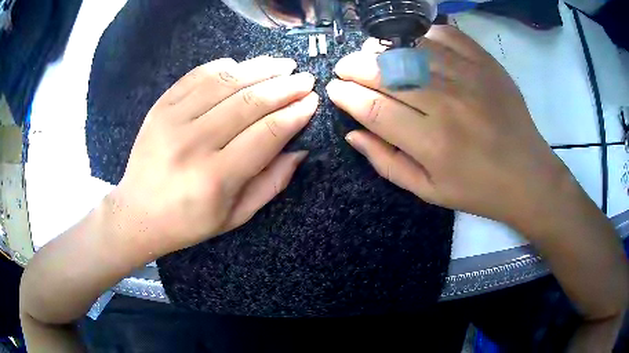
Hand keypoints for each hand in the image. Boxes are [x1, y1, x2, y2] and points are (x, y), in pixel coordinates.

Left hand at [109, 56, 317, 253]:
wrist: (138, 213)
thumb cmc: (189, 221)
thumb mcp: (236, 216)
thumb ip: (272, 182)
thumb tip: (300, 148)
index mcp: (216, 178)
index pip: (267, 133)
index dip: (295, 114)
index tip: (313, 101)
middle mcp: (193, 143)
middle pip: (250, 102)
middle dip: (285, 87)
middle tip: (305, 79)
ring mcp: (172, 120)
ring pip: (225, 82)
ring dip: (260, 69)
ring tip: (282, 65)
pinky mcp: (160, 107)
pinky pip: (197, 76)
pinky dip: (223, 67)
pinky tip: (242, 66)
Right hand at [327, 26, 571, 227]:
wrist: (527, 175)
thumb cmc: (478, 190)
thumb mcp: (428, 191)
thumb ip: (386, 163)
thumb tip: (352, 134)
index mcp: (432, 143)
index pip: (372, 108)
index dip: (345, 95)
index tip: (334, 90)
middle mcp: (448, 104)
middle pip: (387, 73)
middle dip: (355, 67)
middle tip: (344, 68)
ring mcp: (469, 77)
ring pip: (411, 49)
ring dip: (382, 48)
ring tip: (371, 54)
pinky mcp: (486, 63)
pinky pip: (445, 35)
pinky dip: (421, 34)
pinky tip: (411, 43)